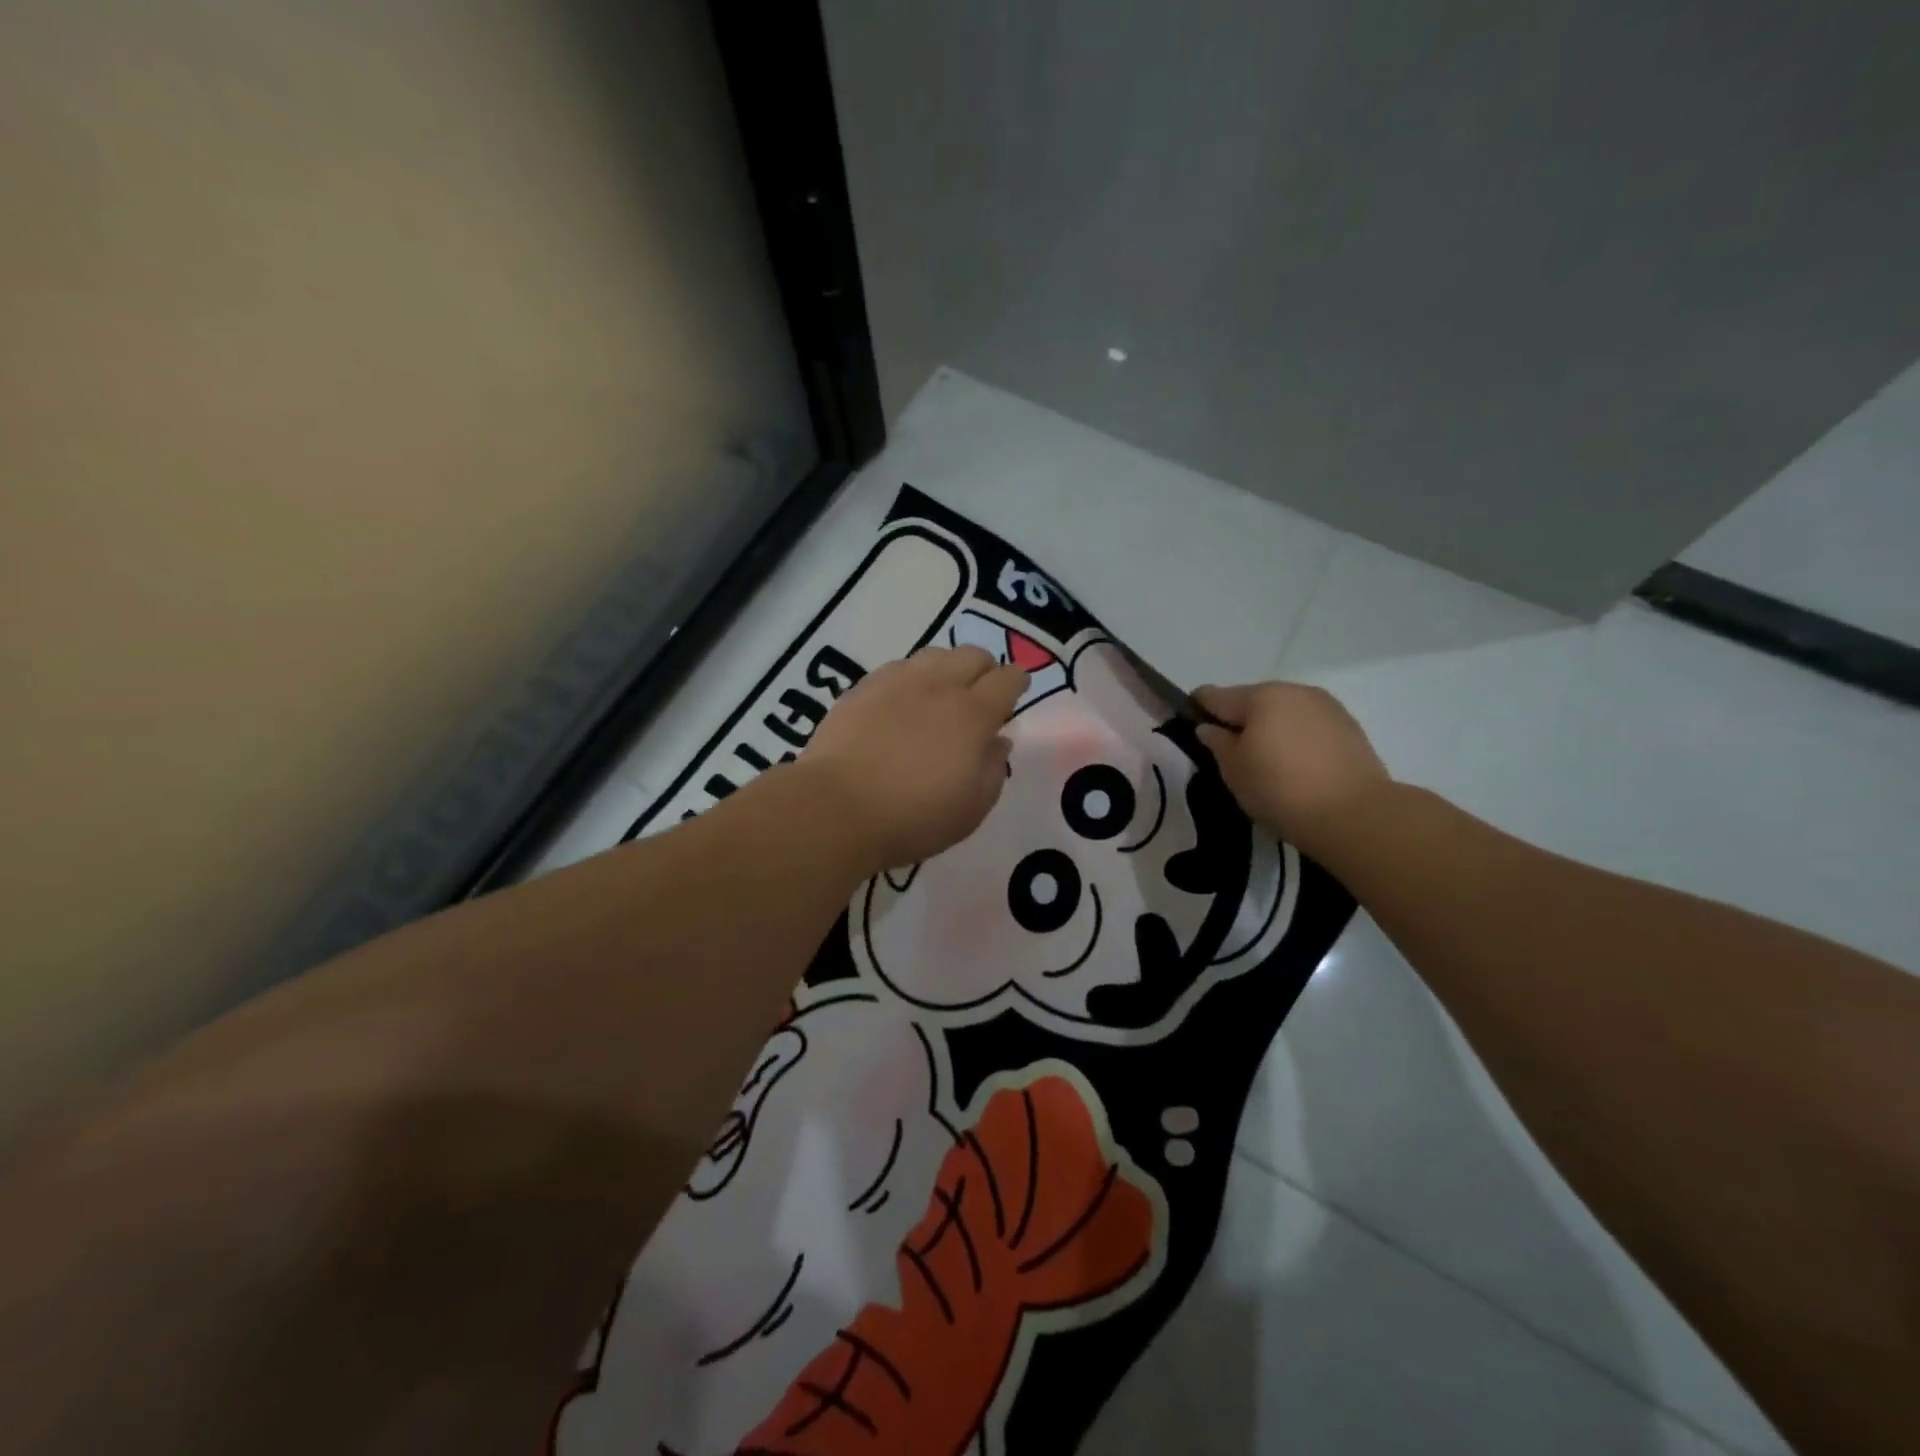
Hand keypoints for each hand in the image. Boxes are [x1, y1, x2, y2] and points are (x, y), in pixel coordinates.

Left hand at [801, 646, 1028, 872]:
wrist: (837, 808)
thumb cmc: (913, 817)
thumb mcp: (971, 809)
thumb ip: (993, 770)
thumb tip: (999, 741)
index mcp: (973, 714)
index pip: (1007, 680)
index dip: (1017, 682)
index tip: (1016, 691)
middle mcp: (939, 686)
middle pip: (973, 654)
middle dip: (985, 669)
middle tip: (981, 694)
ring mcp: (897, 681)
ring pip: (935, 654)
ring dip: (948, 668)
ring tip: (941, 694)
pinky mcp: (863, 687)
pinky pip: (899, 667)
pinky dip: (912, 677)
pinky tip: (903, 701)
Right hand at [1192, 682, 1392, 860]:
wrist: (1355, 815)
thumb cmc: (1281, 790)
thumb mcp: (1234, 771)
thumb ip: (1216, 743)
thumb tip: (1209, 728)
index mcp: (1260, 696)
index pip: (1213, 695)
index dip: (1196, 710)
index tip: (1190, 730)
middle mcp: (1293, 690)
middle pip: (1252, 700)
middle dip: (1239, 722)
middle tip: (1232, 757)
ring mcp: (1326, 706)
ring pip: (1283, 712)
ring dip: (1270, 729)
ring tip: (1268, 765)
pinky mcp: (1349, 726)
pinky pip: (1308, 726)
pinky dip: (1296, 739)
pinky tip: (1296, 768)